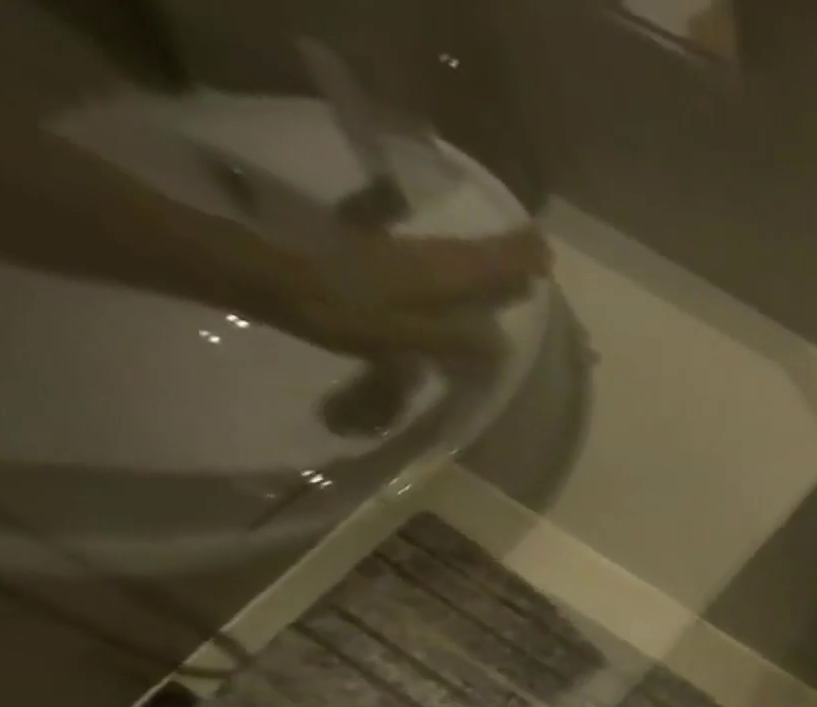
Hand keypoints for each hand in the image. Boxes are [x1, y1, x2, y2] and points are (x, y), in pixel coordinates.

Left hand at [257, 226, 549, 360]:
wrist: (270, 275)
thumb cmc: (340, 310)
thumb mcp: (402, 336)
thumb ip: (452, 339)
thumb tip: (501, 343)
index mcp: (437, 274)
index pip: (488, 263)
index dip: (518, 259)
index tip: (547, 254)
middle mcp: (427, 257)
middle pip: (477, 255)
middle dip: (510, 255)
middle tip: (539, 254)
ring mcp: (403, 255)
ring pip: (457, 255)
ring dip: (487, 258)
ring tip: (511, 266)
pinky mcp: (383, 259)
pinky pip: (439, 261)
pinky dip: (460, 265)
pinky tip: (462, 275)